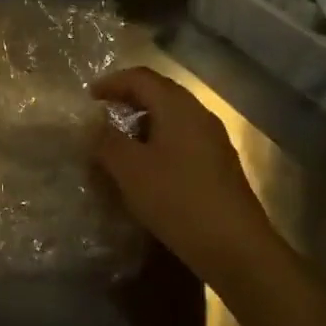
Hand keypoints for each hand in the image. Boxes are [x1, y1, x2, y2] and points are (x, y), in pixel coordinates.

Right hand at [91, 67, 280, 291]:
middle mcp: (199, 115)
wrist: (236, 248)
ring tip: (119, 144)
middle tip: (101, 116)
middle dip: (128, 100)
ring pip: (171, 119)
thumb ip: (106, 141)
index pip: (141, 77)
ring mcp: (213, 141)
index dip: (112, 82)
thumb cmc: (177, 199)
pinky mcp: (219, 167)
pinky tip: (147, 169)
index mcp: (178, 107)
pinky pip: (182, 141)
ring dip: (143, 124)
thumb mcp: (130, 169)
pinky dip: (158, 144)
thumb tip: (92, 124)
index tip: (89, 97)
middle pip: (159, 94)